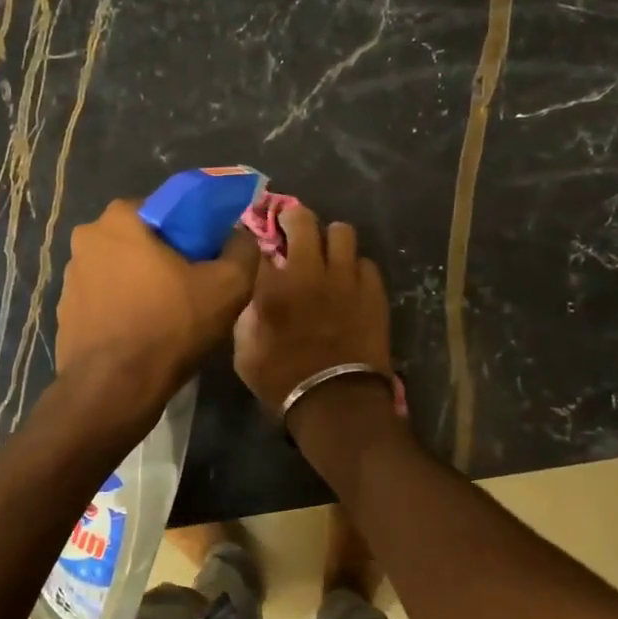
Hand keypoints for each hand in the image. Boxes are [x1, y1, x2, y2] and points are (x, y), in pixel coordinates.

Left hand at [56, 198, 260, 410]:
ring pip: (121, 269)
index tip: (210, 257)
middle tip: (194, 286)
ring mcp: (70, 276)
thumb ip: (243, 249)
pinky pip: (105, 299)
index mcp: (120, 218)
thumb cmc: (170, 326)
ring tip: (169, 314)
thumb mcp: (228, 286)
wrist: (114, 389)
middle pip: (142, 238)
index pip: (167, 208)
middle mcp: (87, 238)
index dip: (194, 230)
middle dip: (166, 256)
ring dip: (142, 282)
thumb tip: (241, 236)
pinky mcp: (65, 311)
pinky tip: (143, 332)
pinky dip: (123, 307)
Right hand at [233, 206, 392, 415]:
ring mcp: (345, 277)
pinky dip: (354, 267)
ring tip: (327, 254)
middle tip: (292, 228)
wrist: (336, 401)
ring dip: (330, 238)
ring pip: (342, 231)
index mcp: (271, 285)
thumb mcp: (244, 350)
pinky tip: (349, 281)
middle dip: (294, 217)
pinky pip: (365, 261)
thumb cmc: (281, 379)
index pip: (262, 240)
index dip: (260, 235)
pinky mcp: (373, 290)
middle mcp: (308, 270)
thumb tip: (256, 290)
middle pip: (303, 219)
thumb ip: (247, 311)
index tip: (260, 239)